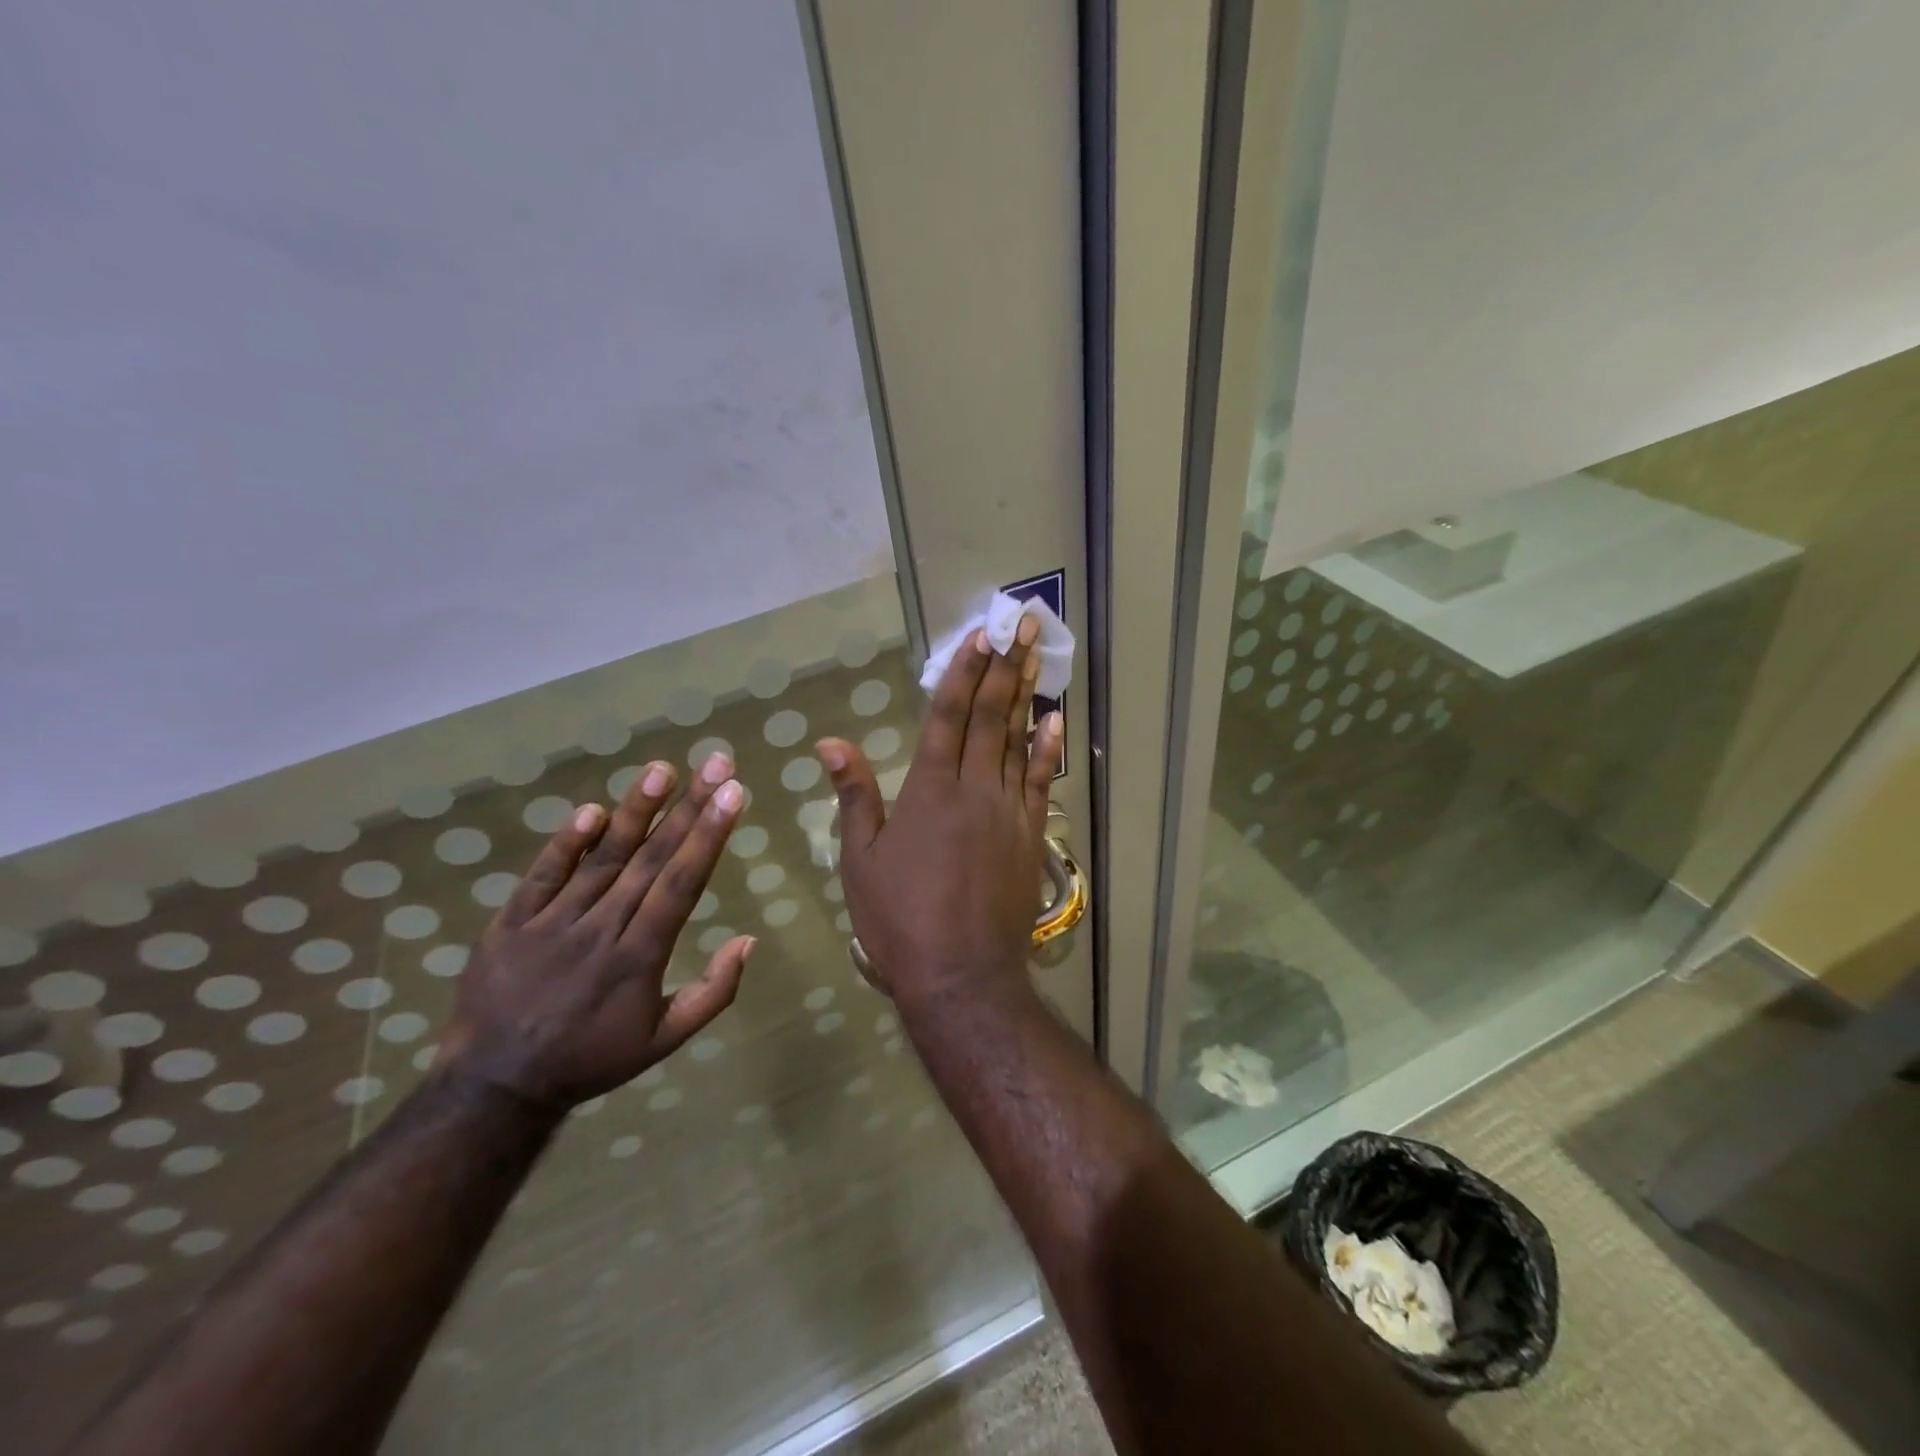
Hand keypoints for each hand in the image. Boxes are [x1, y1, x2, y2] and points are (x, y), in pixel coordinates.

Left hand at [434, 753, 754, 1112]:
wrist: (495, 1085)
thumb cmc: (591, 1058)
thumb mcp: (663, 1041)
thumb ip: (712, 992)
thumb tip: (748, 940)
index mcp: (639, 957)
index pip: (682, 884)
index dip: (709, 836)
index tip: (733, 794)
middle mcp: (601, 929)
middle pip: (651, 859)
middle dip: (689, 808)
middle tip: (716, 764)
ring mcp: (552, 922)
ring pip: (602, 858)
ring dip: (635, 811)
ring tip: (662, 769)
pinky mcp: (511, 922)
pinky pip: (542, 876)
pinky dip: (566, 843)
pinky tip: (592, 810)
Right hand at [817, 612, 1064, 1008]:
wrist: (961, 973)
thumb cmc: (899, 917)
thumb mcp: (860, 859)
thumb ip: (854, 796)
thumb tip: (831, 742)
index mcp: (928, 789)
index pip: (948, 716)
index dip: (964, 672)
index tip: (981, 636)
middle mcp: (973, 788)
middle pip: (991, 716)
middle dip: (1005, 667)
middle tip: (1023, 623)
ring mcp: (1008, 809)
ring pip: (1019, 740)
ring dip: (1028, 694)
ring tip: (1038, 654)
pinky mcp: (1030, 835)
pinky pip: (1040, 781)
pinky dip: (1048, 749)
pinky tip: (1056, 721)